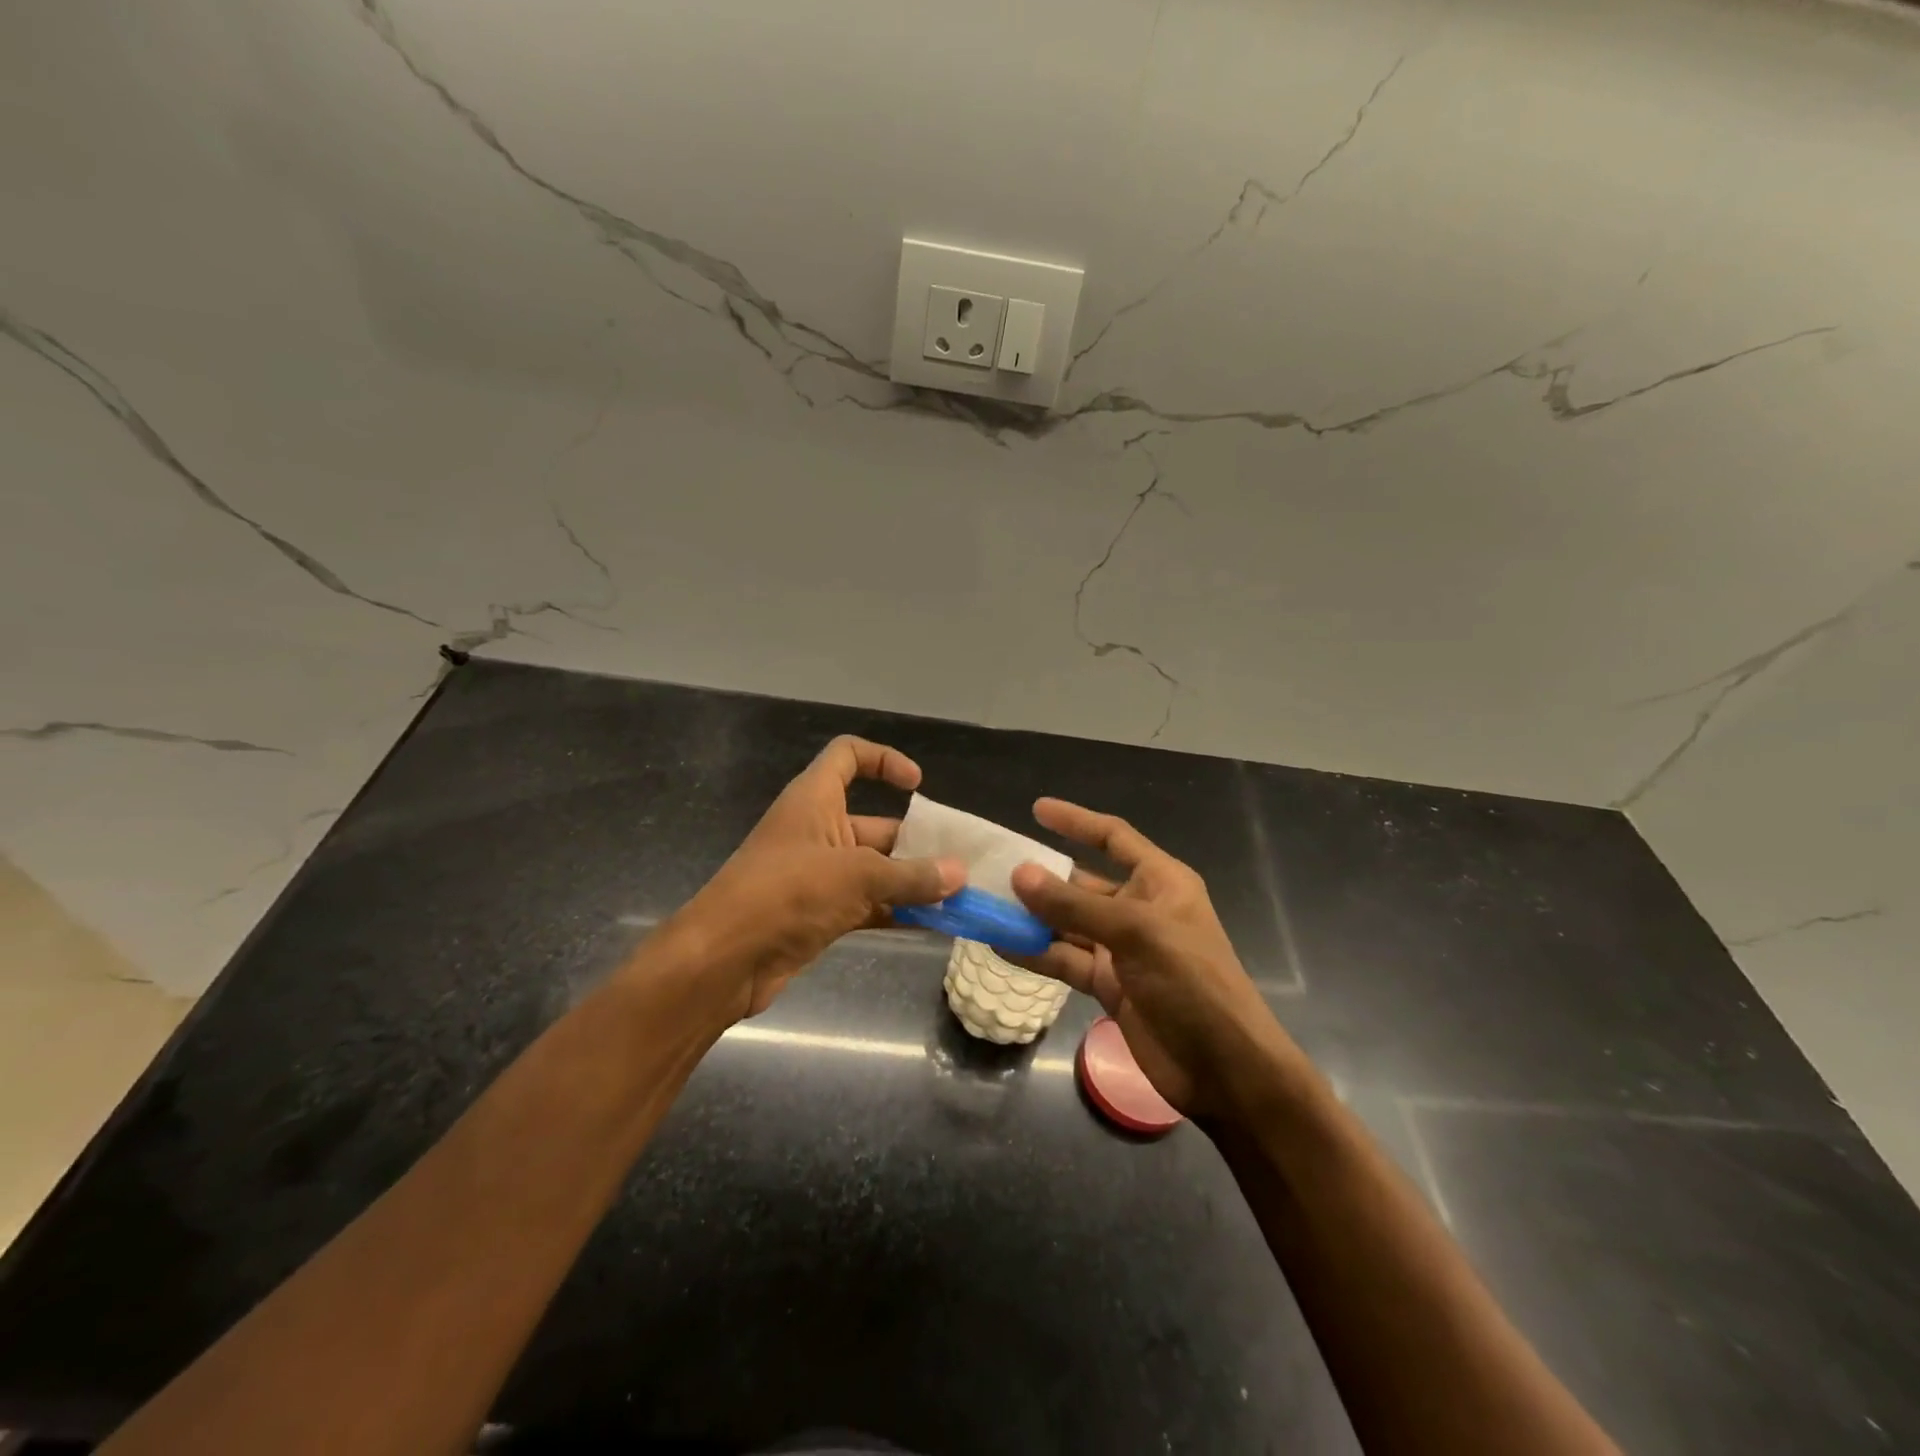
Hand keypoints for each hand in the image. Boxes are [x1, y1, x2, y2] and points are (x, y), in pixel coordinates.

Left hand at [665, 736, 963, 1019]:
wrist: (724, 960)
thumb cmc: (786, 893)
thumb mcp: (856, 877)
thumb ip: (911, 876)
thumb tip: (960, 874)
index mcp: (815, 800)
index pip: (848, 756)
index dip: (884, 760)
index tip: (917, 785)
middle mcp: (818, 830)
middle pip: (876, 824)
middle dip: (918, 842)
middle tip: (961, 861)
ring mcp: (819, 874)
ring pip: (877, 869)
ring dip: (913, 882)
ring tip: (960, 896)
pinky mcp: (820, 913)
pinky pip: (869, 904)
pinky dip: (898, 911)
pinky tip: (935, 924)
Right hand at [1010, 798, 1298, 1120]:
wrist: (1223, 1068)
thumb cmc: (1192, 982)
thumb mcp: (1136, 933)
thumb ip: (1074, 906)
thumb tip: (1019, 874)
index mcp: (1160, 882)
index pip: (1113, 838)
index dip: (1077, 821)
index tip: (1036, 809)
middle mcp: (1139, 909)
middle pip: (1082, 883)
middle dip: (1042, 878)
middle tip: (993, 870)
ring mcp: (1122, 950)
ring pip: (1067, 924)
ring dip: (1032, 918)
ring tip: (987, 907)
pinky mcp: (1108, 985)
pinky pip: (1065, 960)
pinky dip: (1036, 954)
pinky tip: (1001, 946)